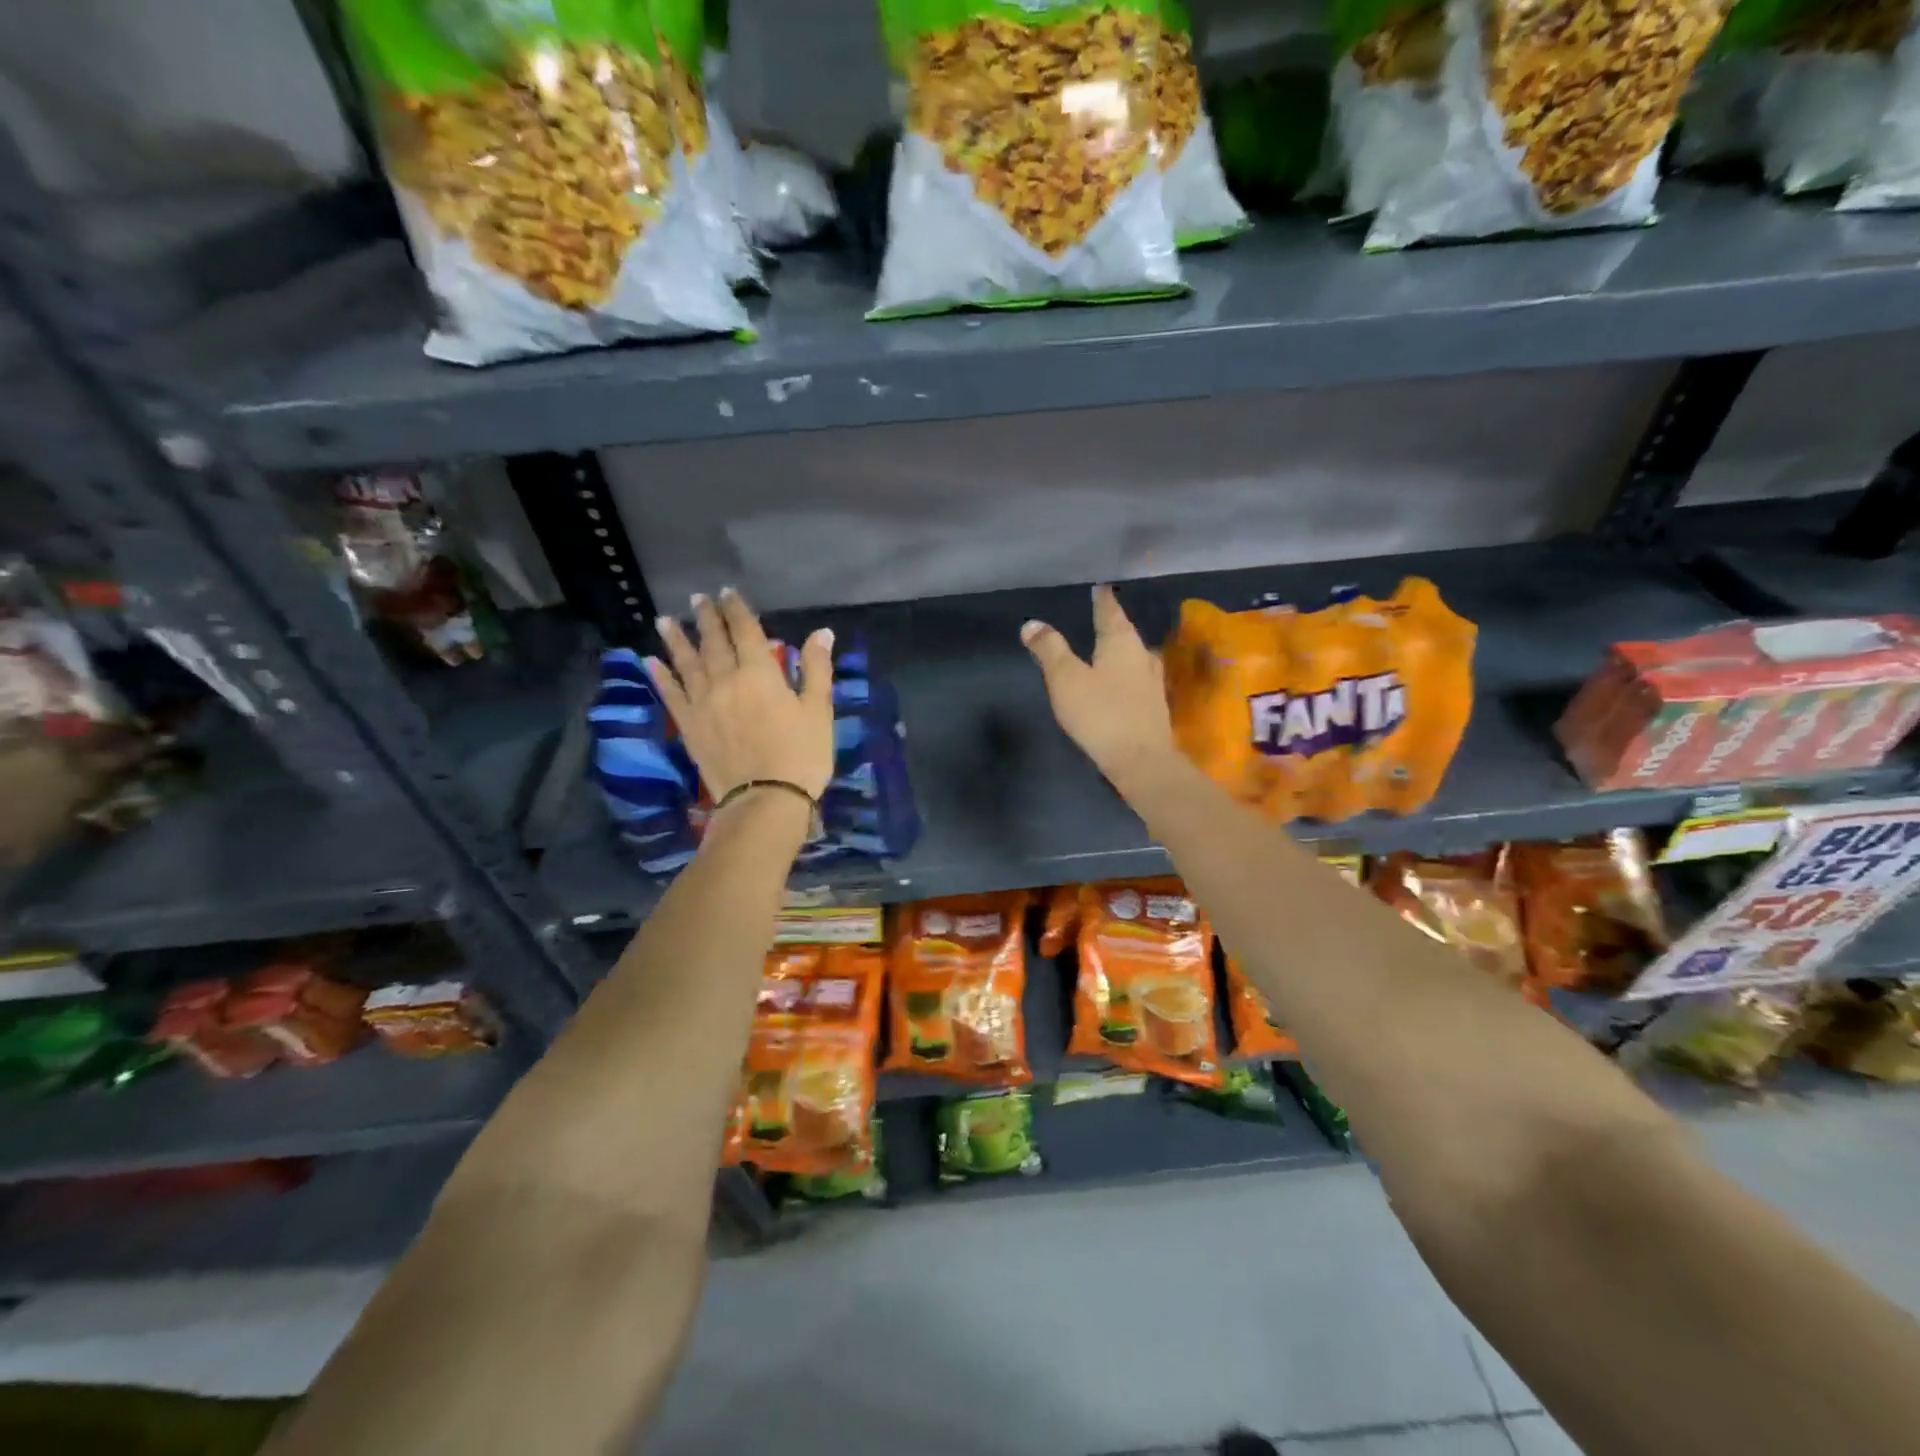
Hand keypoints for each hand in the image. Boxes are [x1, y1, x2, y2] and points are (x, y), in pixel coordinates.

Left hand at [647, 587, 835, 803]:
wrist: (765, 801)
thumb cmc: (801, 755)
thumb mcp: (819, 711)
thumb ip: (816, 669)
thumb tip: (821, 632)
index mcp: (759, 673)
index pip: (745, 631)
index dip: (737, 610)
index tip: (727, 592)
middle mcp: (725, 680)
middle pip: (713, 641)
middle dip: (706, 618)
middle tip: (697, 598)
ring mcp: (702, 703)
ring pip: (686, 663)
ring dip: (676, 639)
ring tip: (665, 620)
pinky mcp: (689, 727)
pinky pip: (671, 695)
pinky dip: (661, 676)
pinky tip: (651, 662)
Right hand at [1020, 585, 1179, 794]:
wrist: (1142, 761)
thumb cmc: (1101, 714)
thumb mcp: (1066, 679)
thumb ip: (1050, 649)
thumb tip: (1031, 623)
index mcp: (1121, 642)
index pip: (1110, 610)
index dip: (1102, 599)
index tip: (1099, 587)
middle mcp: (1142, 654)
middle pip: (1125, 632)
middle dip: (1112, 623)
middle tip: (1098, 615)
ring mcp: (1152, 681)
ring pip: (1133, 655)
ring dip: (1119, 649)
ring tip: (1105, 646)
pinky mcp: (1153, 705)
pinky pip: (1136, 677)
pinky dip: (1124, 672)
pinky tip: (1117, 680)